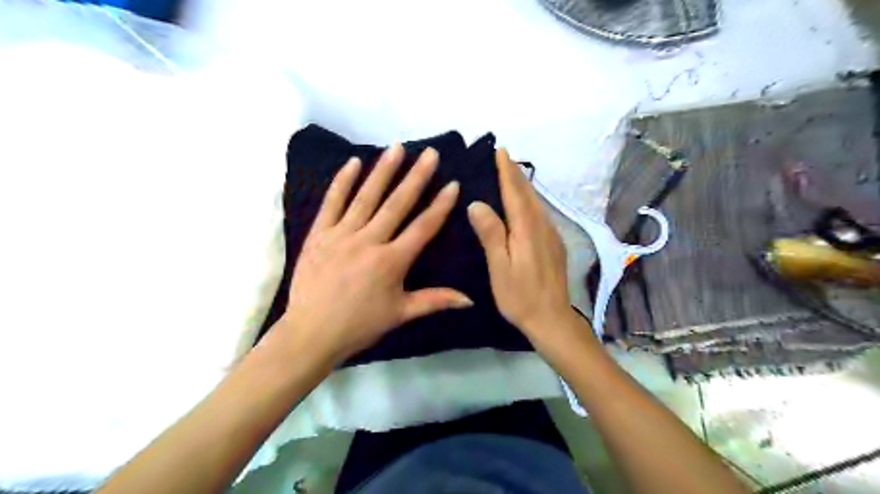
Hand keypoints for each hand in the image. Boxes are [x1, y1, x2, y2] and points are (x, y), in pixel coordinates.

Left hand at [282, 145, 474, 364]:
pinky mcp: (319, 234)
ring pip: (366, 197)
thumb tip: (470, 300)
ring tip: (397, 148)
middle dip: (416, 177)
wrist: (312, 333)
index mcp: (392, 261)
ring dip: (383, 171)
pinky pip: (332, 203)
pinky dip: (342, 182)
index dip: (440, 206)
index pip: (423, 227)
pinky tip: (353, 162)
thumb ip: (435, 301)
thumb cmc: (360, 325)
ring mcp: (341, 234)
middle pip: (397, 204)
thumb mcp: (401, 314)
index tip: (453, 184)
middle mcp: (369, 241)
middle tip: (429, 153)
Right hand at [463, 149, 573, 344]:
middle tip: (504, 157)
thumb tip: (477, 203)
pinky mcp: (555, 245)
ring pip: (536, 203)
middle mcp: (542, 226)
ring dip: (524, 186)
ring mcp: (551, 235)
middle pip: (528, 194)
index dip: (507, 171)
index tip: (501, 151)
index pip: (515, 192)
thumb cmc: (520, 296)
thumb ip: (491, 234)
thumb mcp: (500, 267)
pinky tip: (524, 205)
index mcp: (526, 229)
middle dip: (516, 174)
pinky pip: (540, 214)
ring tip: (512, 175)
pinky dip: (530, 202)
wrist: (552, 319)